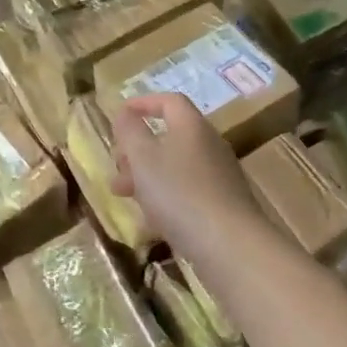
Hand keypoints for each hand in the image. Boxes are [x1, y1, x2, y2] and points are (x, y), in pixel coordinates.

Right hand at [110, 93, 265, 258]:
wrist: (229, 244)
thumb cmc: (179, 193)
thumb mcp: (143, 158)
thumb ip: (130, 131)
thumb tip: (125, 113)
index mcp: (191, 126)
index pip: (170, 101)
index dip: (143, 103)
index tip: (120, 115)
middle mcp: (209, 144)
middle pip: (171, 135)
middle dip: (138, 147)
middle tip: (117, 164)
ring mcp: (219, 175)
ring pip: (176, 164)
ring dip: (147, 174)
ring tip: (123, 194)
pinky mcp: (223, 202)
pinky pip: (187, 188)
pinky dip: (165, 194)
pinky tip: (152, 217)